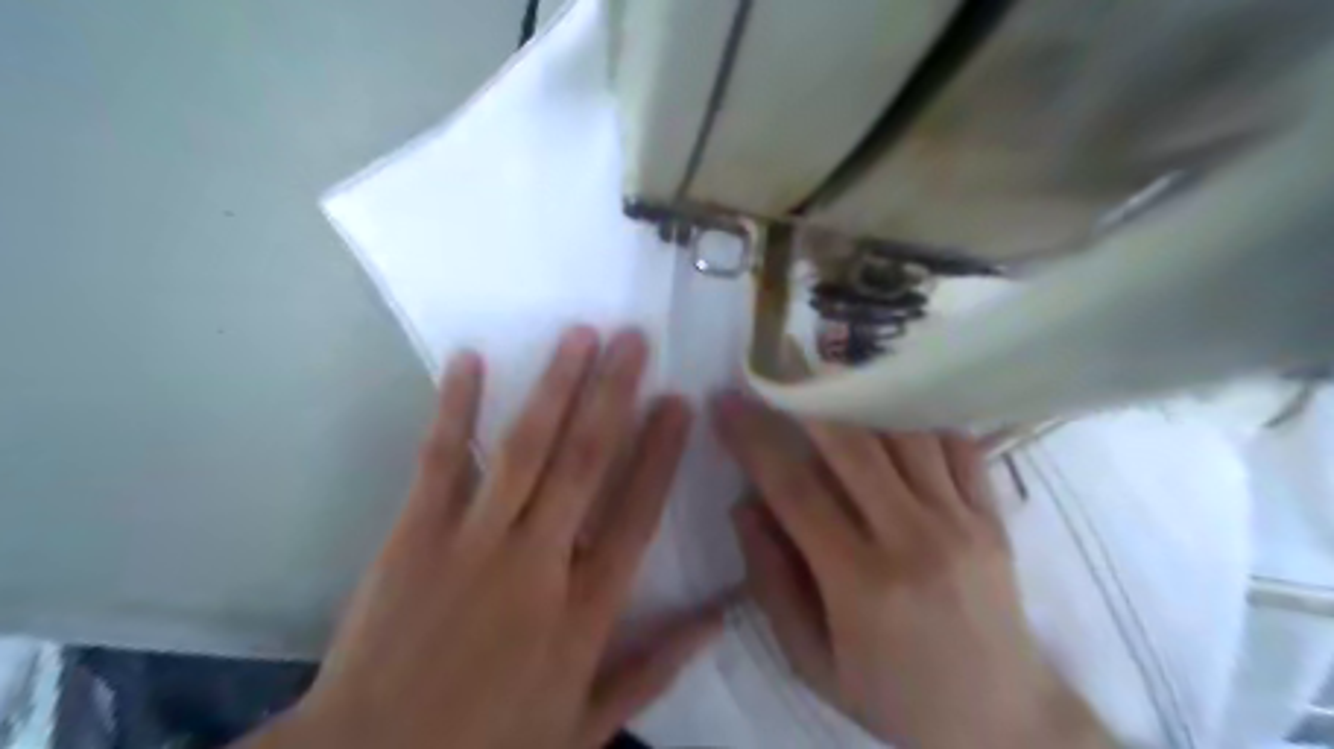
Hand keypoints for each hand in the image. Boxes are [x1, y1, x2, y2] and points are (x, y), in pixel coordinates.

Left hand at [243, 328, 728, 747]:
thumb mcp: (585, 727)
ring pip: (525, 449)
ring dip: (555, 386)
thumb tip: (719, 617)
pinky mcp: (414, 534)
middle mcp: (538, 562)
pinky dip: (455, 407)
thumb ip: (654, 668)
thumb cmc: (488, 745)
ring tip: (580, 334)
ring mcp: (473, 542)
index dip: (661, 454)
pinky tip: (470, 358)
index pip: (636, 515)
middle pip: (585, 464)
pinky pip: (441, 460)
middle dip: (614, 395)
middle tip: (635, 339)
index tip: (679, 402)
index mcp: (584, 611)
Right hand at [715, 394, 1111, 746]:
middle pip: (852, 445)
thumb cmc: (894, 696)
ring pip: (905, 433)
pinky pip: (956, 445)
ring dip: (861, 403)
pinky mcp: (993, 516)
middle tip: (777, 377)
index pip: (794, 490)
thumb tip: (744, 507)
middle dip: (806, 402)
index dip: (753, 440)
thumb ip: (772, 582)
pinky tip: (892, 420)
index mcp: (861, 583)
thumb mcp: (813, 660)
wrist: (1003, 722)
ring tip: (829, 389)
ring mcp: (961, 521)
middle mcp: (913, 539)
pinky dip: (918, 422)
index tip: (726, 404)